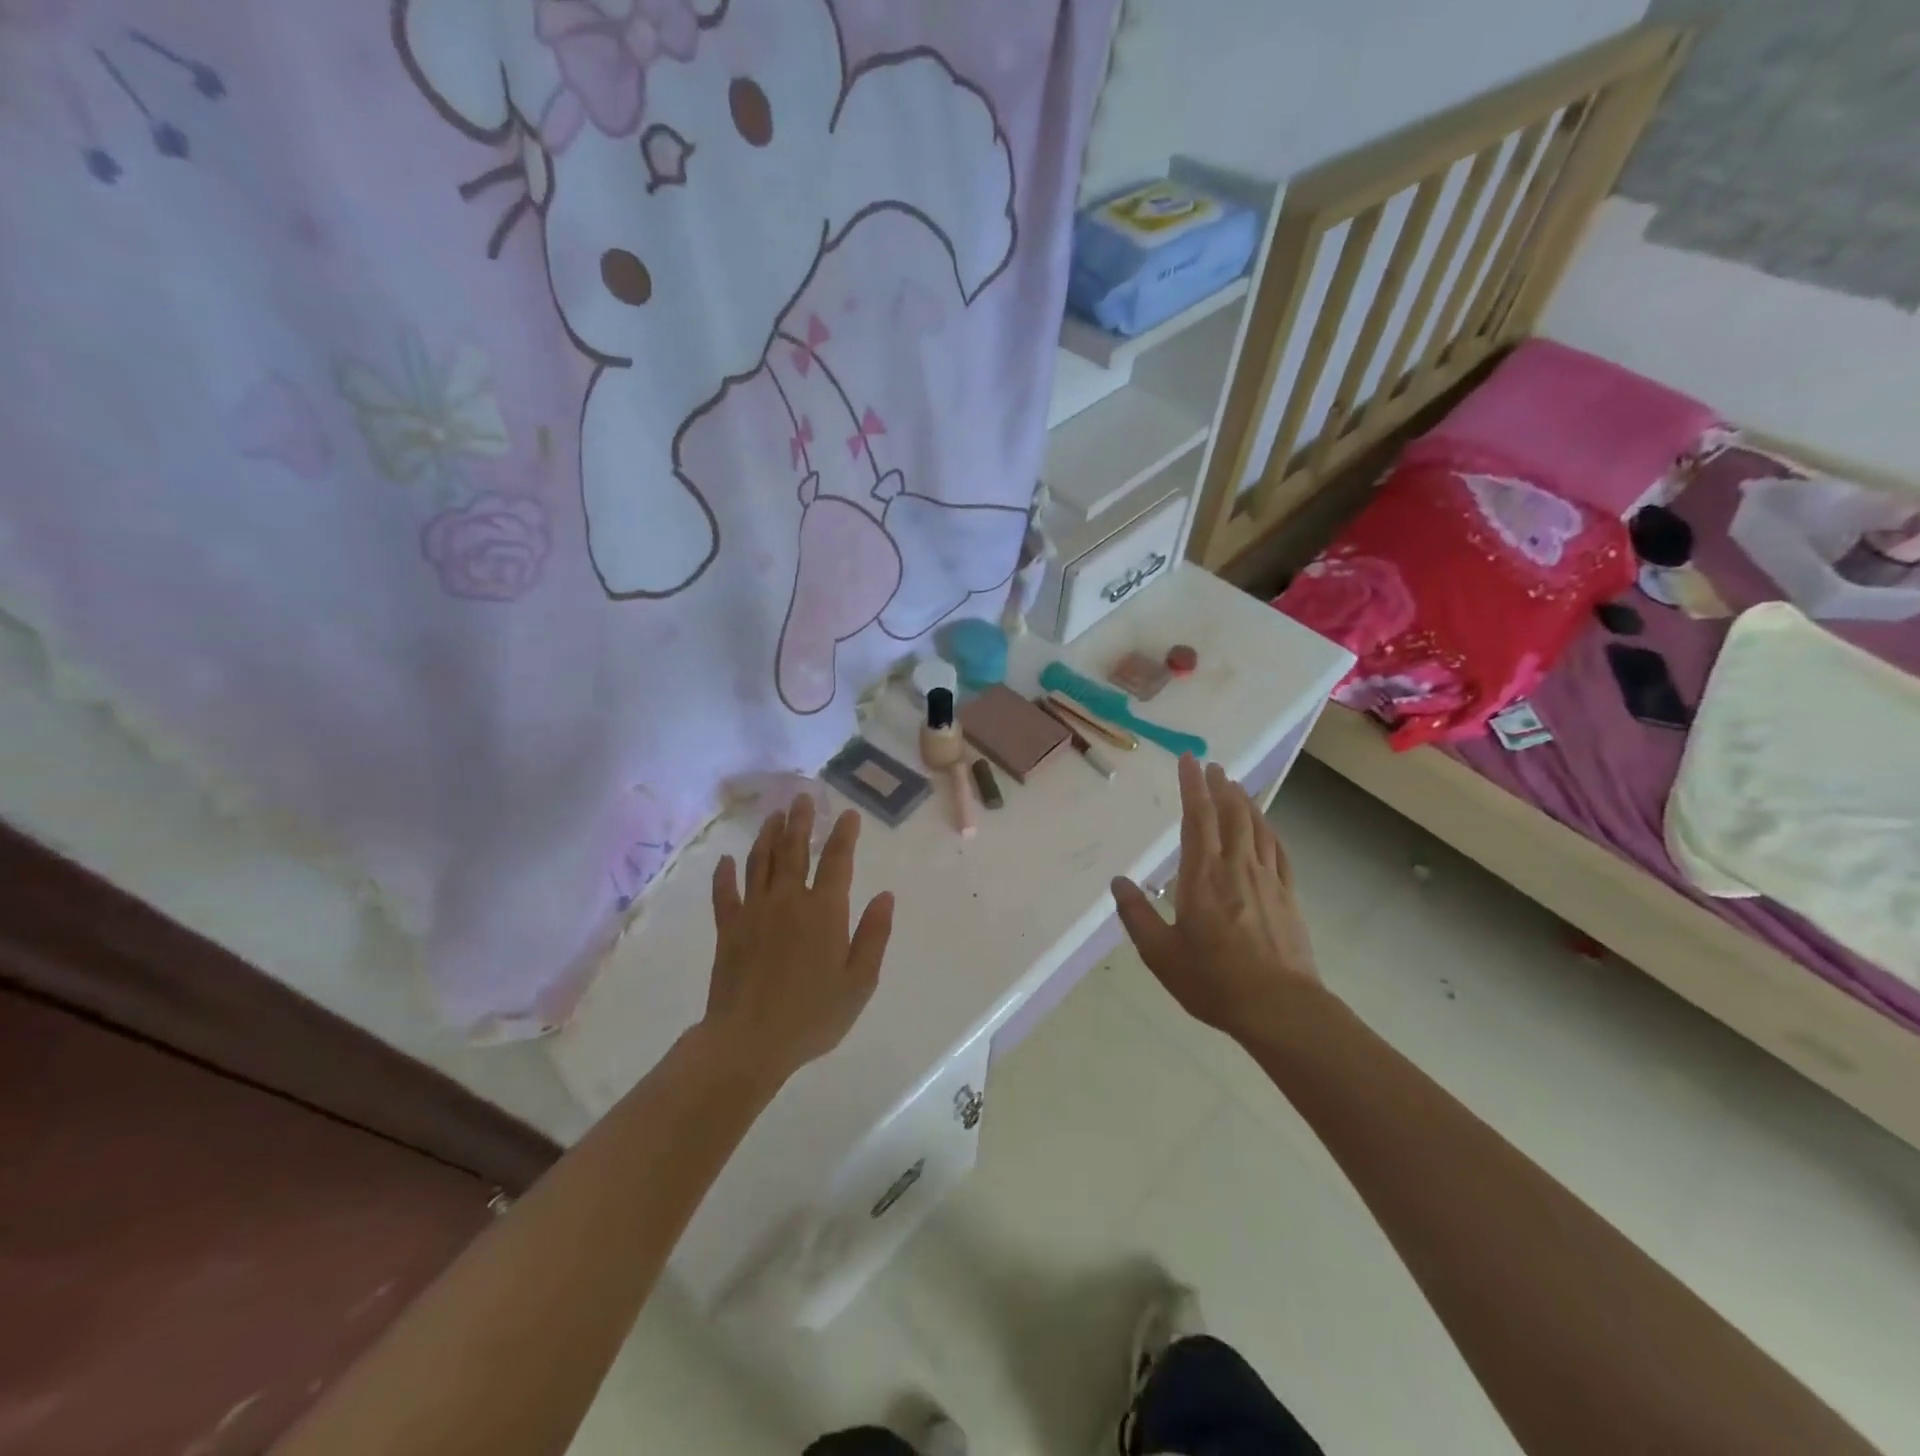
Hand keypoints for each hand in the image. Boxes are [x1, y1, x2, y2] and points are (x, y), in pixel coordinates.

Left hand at [704, 796, 894, 1084]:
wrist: (749, 1041)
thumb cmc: (813, 1016)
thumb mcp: (859, 982)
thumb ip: (874, 935)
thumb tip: (885, 895)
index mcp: (824, 912)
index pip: (837, 861)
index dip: (844, 835)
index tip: (848, 814)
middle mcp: (789, 900)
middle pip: (795, 850)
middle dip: (801, 821)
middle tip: (803, 797)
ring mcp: (754, 911)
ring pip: (761, 862)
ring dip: (768, 835)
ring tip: (775, 816)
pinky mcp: (728, 928)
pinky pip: (725, 893)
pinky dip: (725, 874)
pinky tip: (725, 860)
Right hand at [1111, 755, 1319, 1041]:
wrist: (1280, 1008)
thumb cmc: (1213, 980)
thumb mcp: (1160, 953)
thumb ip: (1136, 914)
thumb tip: (1118, 881)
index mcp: (1202, 876)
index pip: (1198, 818)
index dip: (1193, 786)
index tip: (1189, 761)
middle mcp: (1236, 867)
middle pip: (1230, 815)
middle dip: (1220, 787)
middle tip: (1214, 767)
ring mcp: (1267, 880)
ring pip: (1256, 828)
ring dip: (1246, 802)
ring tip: (1237, 787)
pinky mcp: (1288, 896)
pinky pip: (1278, 851)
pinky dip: (1269, 831)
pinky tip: (1266, 828)